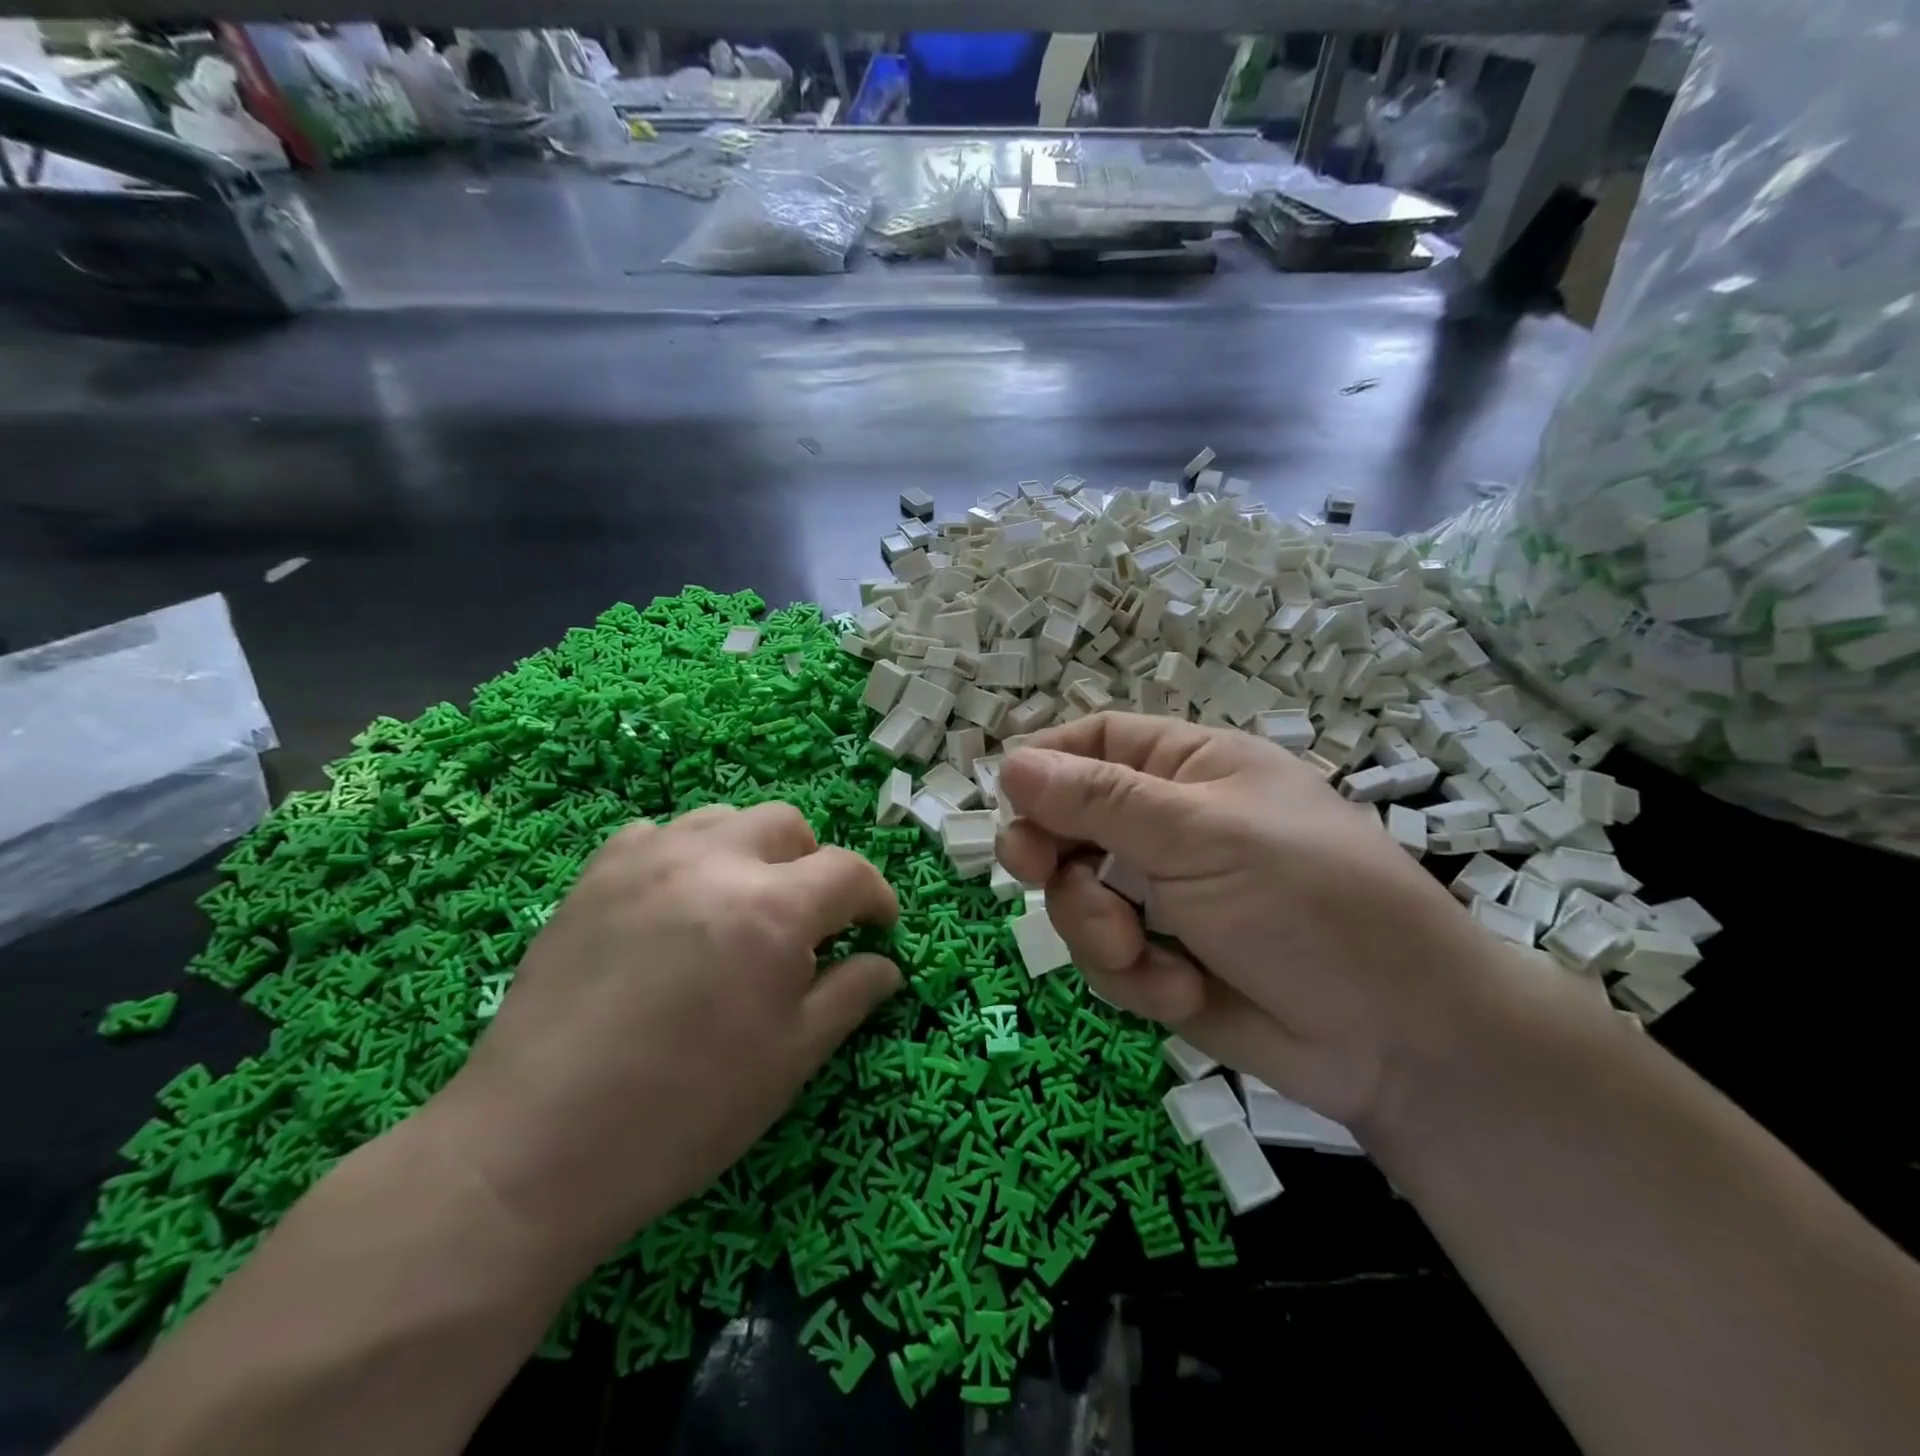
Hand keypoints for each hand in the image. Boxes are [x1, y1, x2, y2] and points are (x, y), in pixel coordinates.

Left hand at [433, 803, 900, 1273]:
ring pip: (724, 819)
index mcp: (771, 908)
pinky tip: (676, 903)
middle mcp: (713, 862)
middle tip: (806, 923)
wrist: (534, 1147)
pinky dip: (685, 855)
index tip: (878, 928)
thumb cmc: (683, 1112)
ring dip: (752, 851)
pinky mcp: (594, 875)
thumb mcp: (790, 1061)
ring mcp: (646, 860)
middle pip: (787, 825)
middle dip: (814, 865)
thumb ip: (849, 996)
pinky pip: (657, 834)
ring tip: (742, 906)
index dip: (875, 897)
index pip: (848, 871)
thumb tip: (886, 964)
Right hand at [996, 712, 1511, 1136]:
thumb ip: (1099, 800)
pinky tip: (1181, 991)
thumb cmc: (1307, 902)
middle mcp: (1169, 825)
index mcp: (1189, 768)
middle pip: (1069, 822)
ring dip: (1098, 929)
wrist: (1398, 1039)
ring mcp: (1163, 896)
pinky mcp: (1161, 959)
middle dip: (1054, 857)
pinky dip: (1131, 977)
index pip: (1095, 741)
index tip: (1009, 800)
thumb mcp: (1199, 835)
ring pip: (1076, 897)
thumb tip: (1009, 764)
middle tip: (1042, 875)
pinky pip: (1105, 956)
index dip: (1047, 764)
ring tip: (1144, 954)